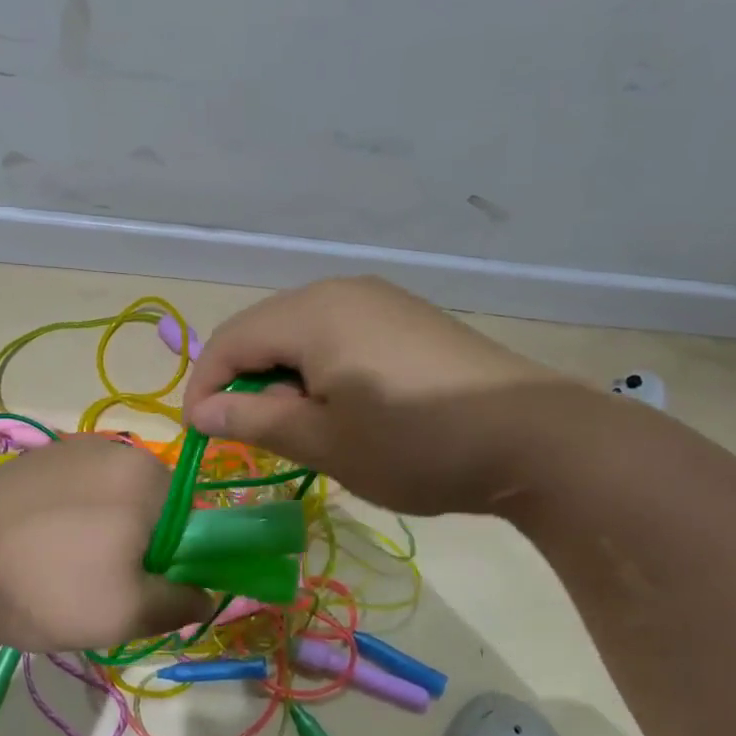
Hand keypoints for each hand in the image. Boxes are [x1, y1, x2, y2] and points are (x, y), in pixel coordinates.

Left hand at [0, 435, 212, 651]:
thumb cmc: (53, 589)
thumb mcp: (130, 613)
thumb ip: (182, 602)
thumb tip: (204, 593)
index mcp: (147, 474)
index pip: (188, 517)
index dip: (173, 558)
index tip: (142, 588)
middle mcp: (112, 447)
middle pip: (148, 503)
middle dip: (136, 542)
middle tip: (103, 585)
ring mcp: (64, 449)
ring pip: (107, 496)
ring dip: (100, 529)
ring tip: (63, 569)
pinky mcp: (27, 461)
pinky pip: (68, 490)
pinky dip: (65, 517)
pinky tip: (36, 549)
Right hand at [183, 277, 570, 514]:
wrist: (533, 438)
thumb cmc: (414, 444)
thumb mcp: (324, 442)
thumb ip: (254, 421)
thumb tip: (201, 411)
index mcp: (311, 313)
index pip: (229, 341)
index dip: (204, 387)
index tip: (202, 436)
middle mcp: (341, 291)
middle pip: (264, 332)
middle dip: (246, 384)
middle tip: (254, 438)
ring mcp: (380, 301)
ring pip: (303, 335)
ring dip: (284, 380)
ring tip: (303, 429)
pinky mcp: (408, 320)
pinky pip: (340, 337)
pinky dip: (322, 372)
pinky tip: (346, 409)